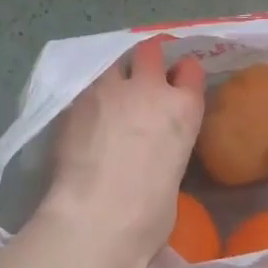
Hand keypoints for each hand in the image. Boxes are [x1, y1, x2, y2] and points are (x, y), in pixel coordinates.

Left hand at [36, 37, 205, 267]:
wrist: (98, 218)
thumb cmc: (149, 216)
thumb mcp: (173, 174)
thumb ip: (165, 148)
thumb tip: (150, 152)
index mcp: (184, 109)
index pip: (190, 69)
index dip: (181, 74)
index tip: (175, 82)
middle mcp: (150, 88)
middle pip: (150, 50)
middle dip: (147, 59)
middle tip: (139, 77)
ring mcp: (110, 89)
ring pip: (114, 61)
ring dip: (114, 74)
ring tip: (108, 94)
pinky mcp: (77, 99)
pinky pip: (86, 84)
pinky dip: (88, 94)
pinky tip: (84, 112)